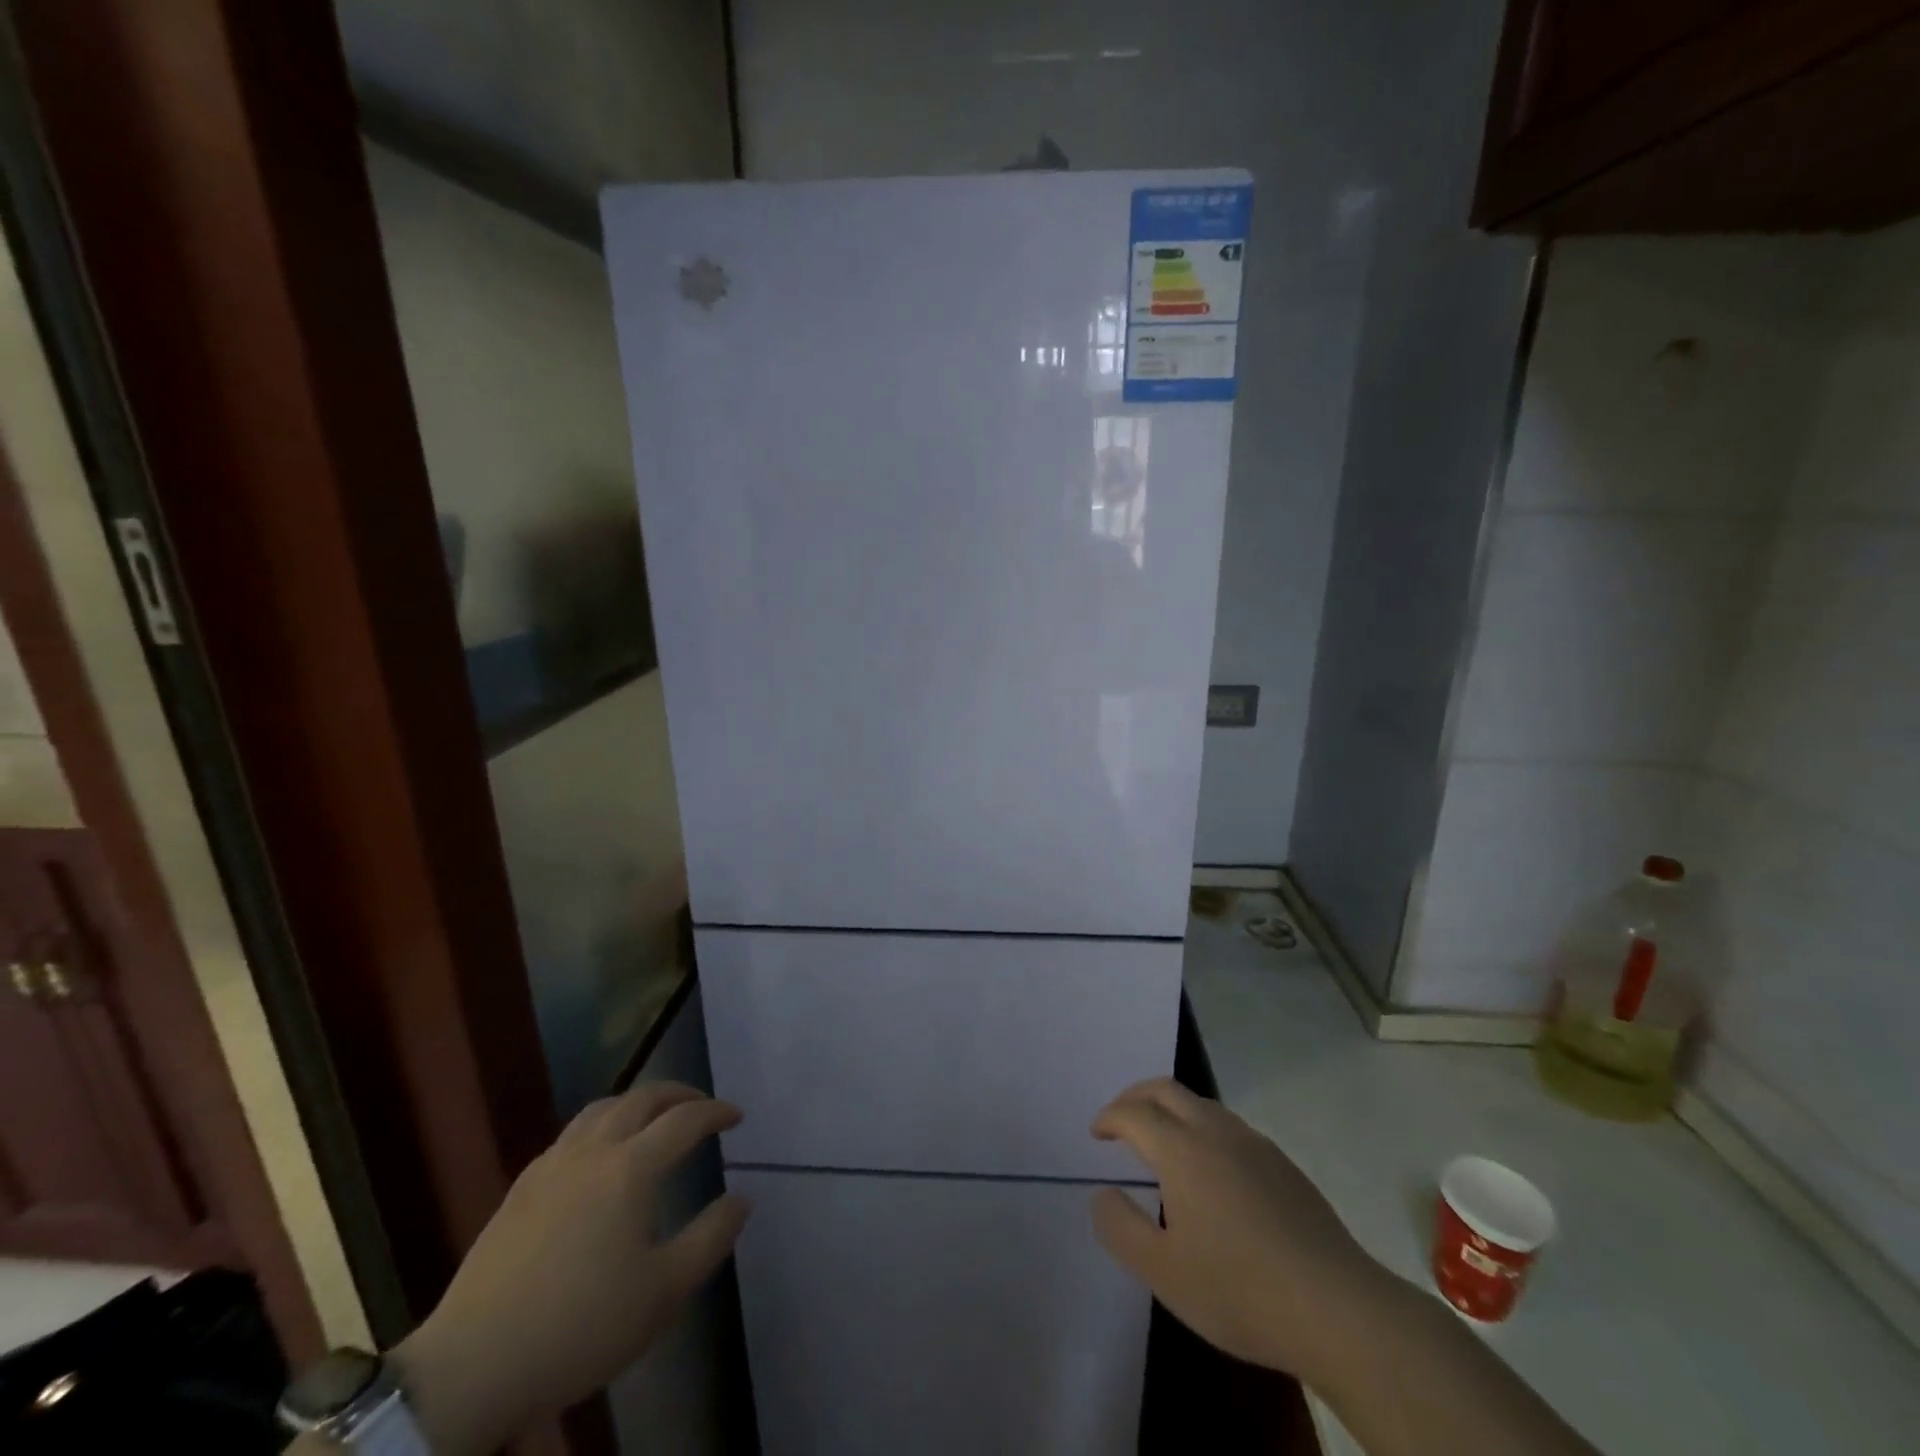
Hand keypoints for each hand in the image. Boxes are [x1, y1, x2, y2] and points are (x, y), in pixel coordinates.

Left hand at [392, 1082, 749, 1455]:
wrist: (472, 1366)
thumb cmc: (581, 1326)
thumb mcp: (664, 1292)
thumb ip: (710, 1238)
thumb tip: (741, 1198)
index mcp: (631, 1168)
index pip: (685, 1120)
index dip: (716, 1111)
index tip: (737, 1116)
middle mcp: (593, 1151)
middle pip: (642, 1098)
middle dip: (678, 1094)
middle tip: (700, 1105)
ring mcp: (551, 1166)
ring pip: (601, 1108)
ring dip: (636, 1102)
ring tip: (653, 1117)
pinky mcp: (520, 1189)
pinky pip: (571, 1134)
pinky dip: (600, 1125)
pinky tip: (598, 1154)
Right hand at [1089, 1078, 1396, 1387]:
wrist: (1337, 1308)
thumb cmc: (1239, 1290)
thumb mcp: (1163, 1272)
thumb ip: (1121, 1228)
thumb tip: (1102, 1194)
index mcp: (1181, 1149)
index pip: (1134, 1113)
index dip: (1110, 1117)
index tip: (1097, 1133)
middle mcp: (1215, 1132)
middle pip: (1167, 1090)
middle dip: (1136, 1096)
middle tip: (1120, 1119)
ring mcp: (1254, 1144)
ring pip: (1201, 1104)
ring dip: (1171, 1109)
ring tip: (1161, 1141)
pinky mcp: (1283, 1164)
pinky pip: (1229, 1127)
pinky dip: (1203, 1129)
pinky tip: (1211, 1171)